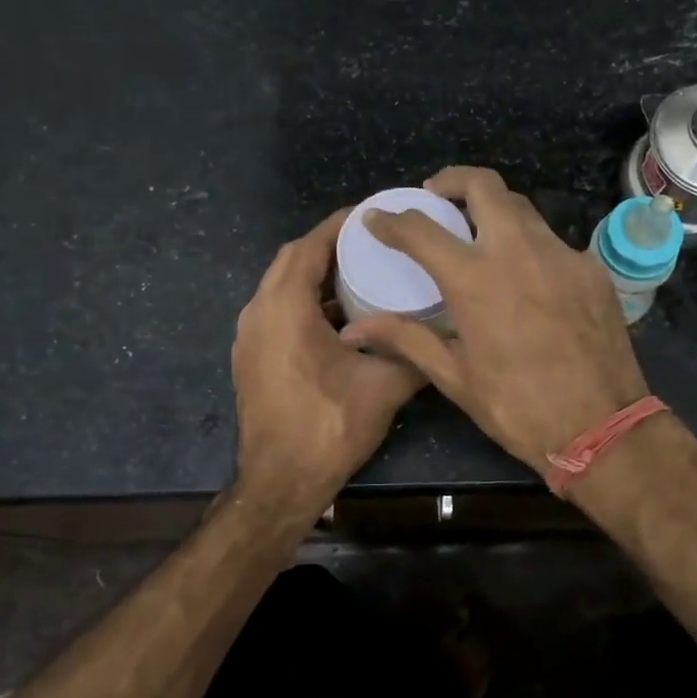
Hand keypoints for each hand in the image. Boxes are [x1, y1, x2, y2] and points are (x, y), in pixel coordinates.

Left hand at [232, 209, 423, 523]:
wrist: (279, 482)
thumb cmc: (328, 428)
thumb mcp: (384, 388)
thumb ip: (416, 354)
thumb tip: (447, 334)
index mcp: (286, 308)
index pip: (310, 246)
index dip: (339, 225)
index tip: (372, 215)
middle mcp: (259, 312)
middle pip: (291, 260)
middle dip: (327, 245)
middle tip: (370, 243)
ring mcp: (249, 336)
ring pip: (280, 286)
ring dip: (314, 275)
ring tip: (358, 273)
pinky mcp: (250, 357)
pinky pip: (275, 310)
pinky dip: (302, 301)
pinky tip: (337, 317)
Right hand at [340, 166, 650, 477]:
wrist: (602, 427)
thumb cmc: (518, 407)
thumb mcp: (455, 377)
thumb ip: (406, 339)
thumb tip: (355, 330)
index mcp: (475, 279)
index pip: (421, 230)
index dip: (392, 220)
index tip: (377, 218)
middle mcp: (518, 251)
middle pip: (484, 186)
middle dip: (453, 180)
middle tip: (437, 195)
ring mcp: (562, 254)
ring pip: (523, 209)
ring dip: (494, 209)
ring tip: (479, 232)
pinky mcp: (591, 269)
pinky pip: (553, 242)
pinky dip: (530, 246)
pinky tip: (525, 275)